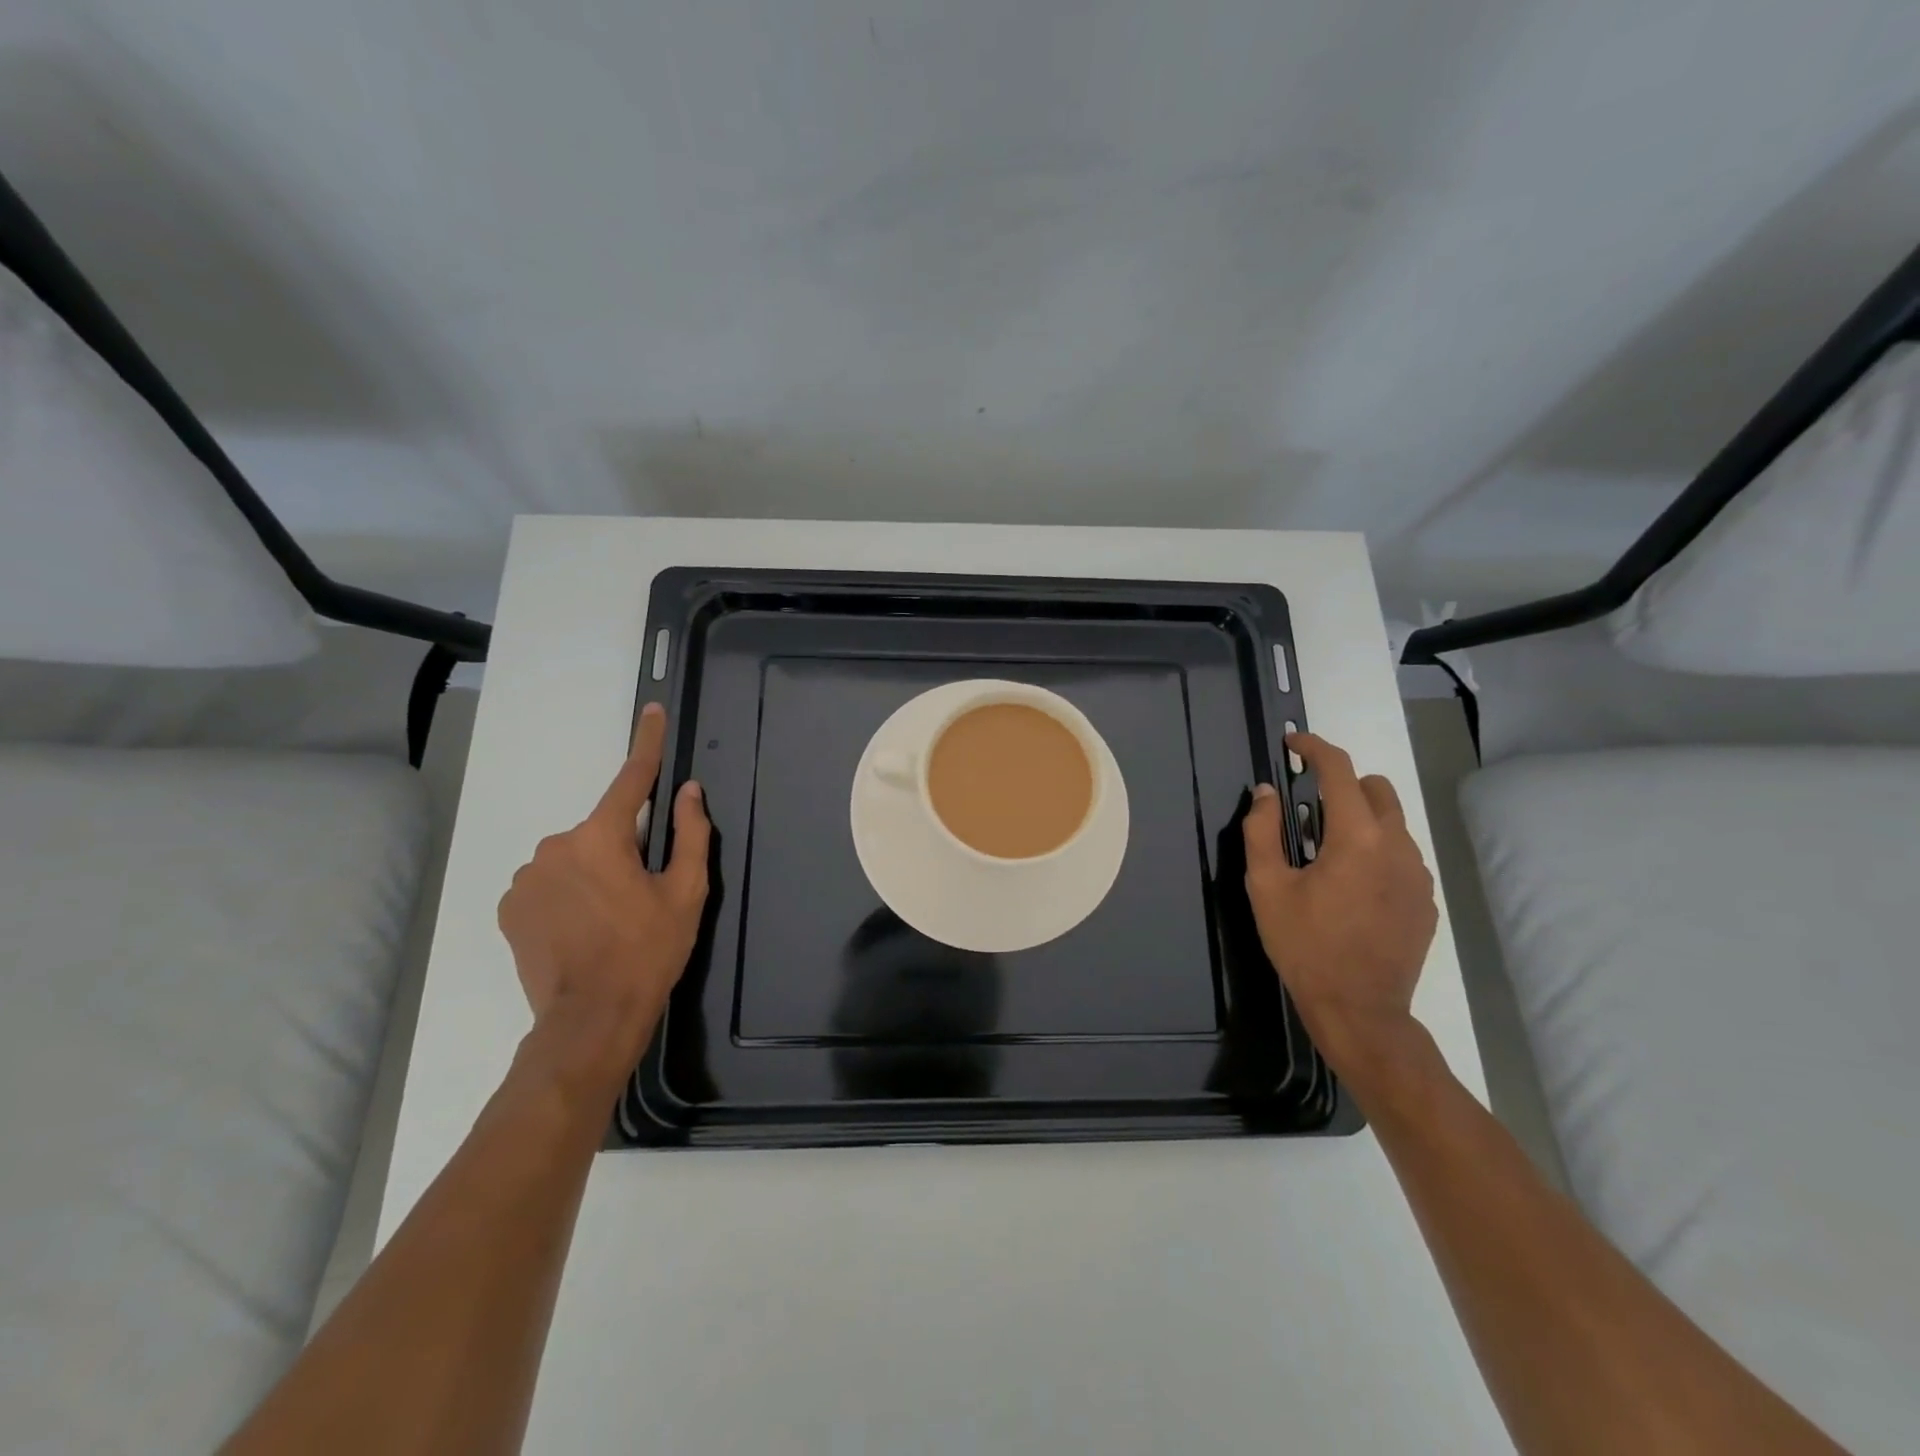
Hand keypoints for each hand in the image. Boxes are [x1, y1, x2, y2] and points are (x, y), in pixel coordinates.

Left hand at [497, 703, 709, 1086]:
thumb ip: (691, 835)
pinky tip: (580, 930)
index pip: (631, 779)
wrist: (590, 1020)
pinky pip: (547, 883)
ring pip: (573, 858)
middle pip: (602, 830)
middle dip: (622, 850)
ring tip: (609, 922)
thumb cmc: (648, 951)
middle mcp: (555, 846)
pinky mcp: (509, 907)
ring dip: (593, 874)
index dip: (647, 744)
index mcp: (601, 837)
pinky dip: (567, 894)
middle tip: (641, 895)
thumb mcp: (686, 893)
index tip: (652, 712)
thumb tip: (689, 792)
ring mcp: (525, 878)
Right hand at [1241, 732, 1436, 1085]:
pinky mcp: (1426, 901)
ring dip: (1360, 821)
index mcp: (1357, 838)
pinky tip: (1352, 889)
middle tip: (1307, 811)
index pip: (1339, 771)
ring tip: (1327, 856)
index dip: (1314, 748)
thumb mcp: (1267, 887)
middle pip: (1376, 789)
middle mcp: (1398, 846)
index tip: (1293, 743)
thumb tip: (1265, 792)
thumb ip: (1261, 831)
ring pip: (1392, 823)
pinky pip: (1402, 856)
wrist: (1360, 1010)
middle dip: (1342, 785)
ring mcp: (1419, 875)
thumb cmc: (1305, 945)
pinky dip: (1377, 853)